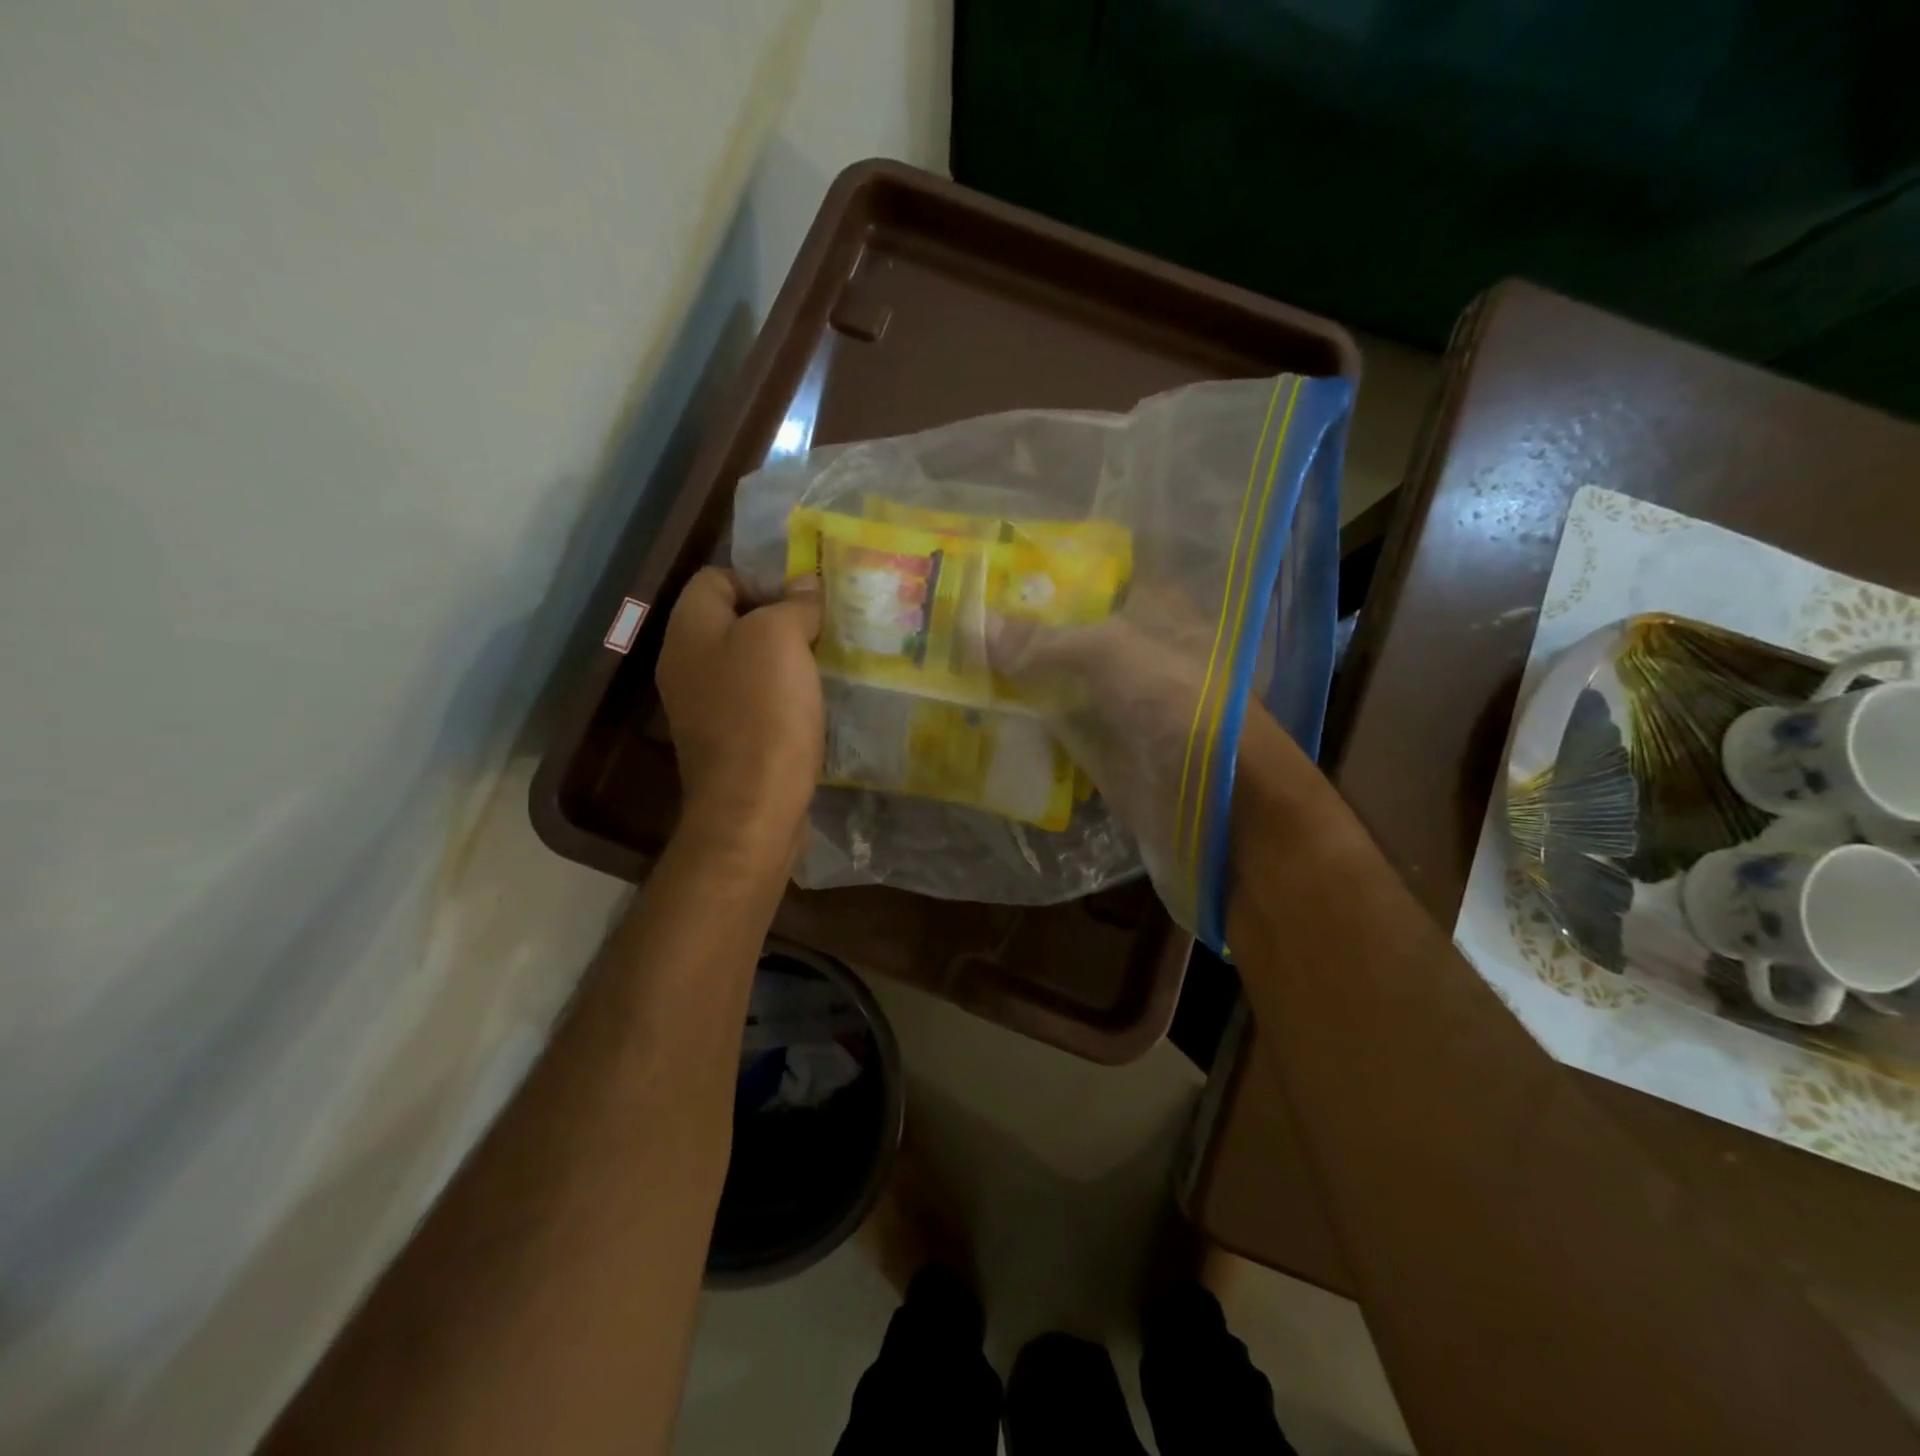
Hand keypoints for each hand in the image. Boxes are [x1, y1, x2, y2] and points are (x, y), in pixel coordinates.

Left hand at [656, 568, 823, 863]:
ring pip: (746, 663)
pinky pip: (753, 700)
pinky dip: (781, 696)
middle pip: (731, 620)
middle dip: (778, 618)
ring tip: (823, 663)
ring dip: (784, 660)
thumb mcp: (781, 640)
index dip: (760, 577)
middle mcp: (685, 663)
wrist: (752, 807)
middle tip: (821, 628)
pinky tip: (811, 704)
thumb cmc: (763, 712)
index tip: (803, 598)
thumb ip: (793, 604)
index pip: (716, 578)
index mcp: (689, 630)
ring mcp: (702, 706)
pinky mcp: (725, 740)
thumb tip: (805, 585)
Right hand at [989, 588, 1319, 934]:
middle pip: (1071, 630)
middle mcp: (1137, 652)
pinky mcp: (1106, 749)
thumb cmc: (1179, 706)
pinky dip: (1023, 720)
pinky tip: (978, 710)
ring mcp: (1121, 704)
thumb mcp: (1109, 655)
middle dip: (1021, 624)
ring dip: (1016, 674)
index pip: (1098, 577)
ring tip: (955, 656)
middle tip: (958, 613)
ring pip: (1059, 679)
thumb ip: (1043, 641)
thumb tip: (976, 626)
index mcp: (1154, 611)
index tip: (997, 568)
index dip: (1052, 570)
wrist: (1223, 806)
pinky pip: (1056, 726)